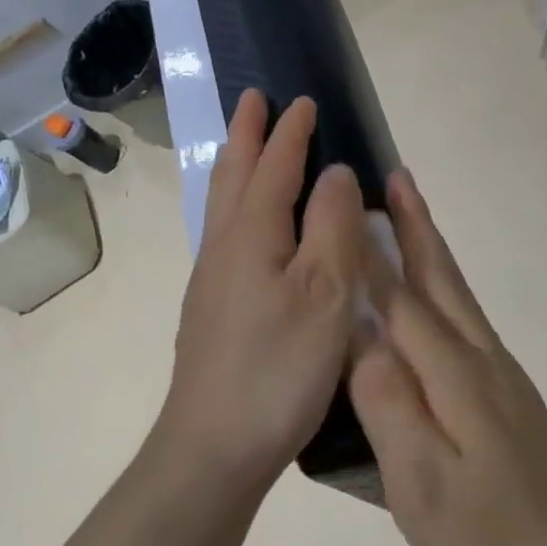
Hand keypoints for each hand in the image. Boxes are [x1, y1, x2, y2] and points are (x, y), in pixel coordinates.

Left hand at [153, 90, 367, 499]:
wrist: (213, 447)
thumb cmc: (278, 369)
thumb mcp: (324, 294)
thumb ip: (332, 227)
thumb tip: (335, 173)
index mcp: (253, 234)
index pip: (275, 166)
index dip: (291, 133)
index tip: (302, 100)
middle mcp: (224, 247)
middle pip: (234, 175)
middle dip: (248, 134)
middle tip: (253, 99)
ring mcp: (212, 280)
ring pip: (222, 204)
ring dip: (236, 166)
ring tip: (244, 145)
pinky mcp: (212, 309)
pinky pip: (224, 233)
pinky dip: (235, 205)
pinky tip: (244, 225)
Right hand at [349, 169, 546, 545]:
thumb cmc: (487, 537)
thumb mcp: (422, 485)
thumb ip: (389, 407)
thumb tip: (358, 340)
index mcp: (455, 376)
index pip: (401, 302)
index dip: (369, 255)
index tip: (346, 205)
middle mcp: (481, 360)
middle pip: (442, 281)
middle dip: (416, 227)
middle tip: (395, 177)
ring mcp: (502, 376)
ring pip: (459, 297)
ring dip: (433, 251)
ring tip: (411, 217)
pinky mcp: (510, 395)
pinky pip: (468, 322)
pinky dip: (447, 289)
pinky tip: (436, 297)